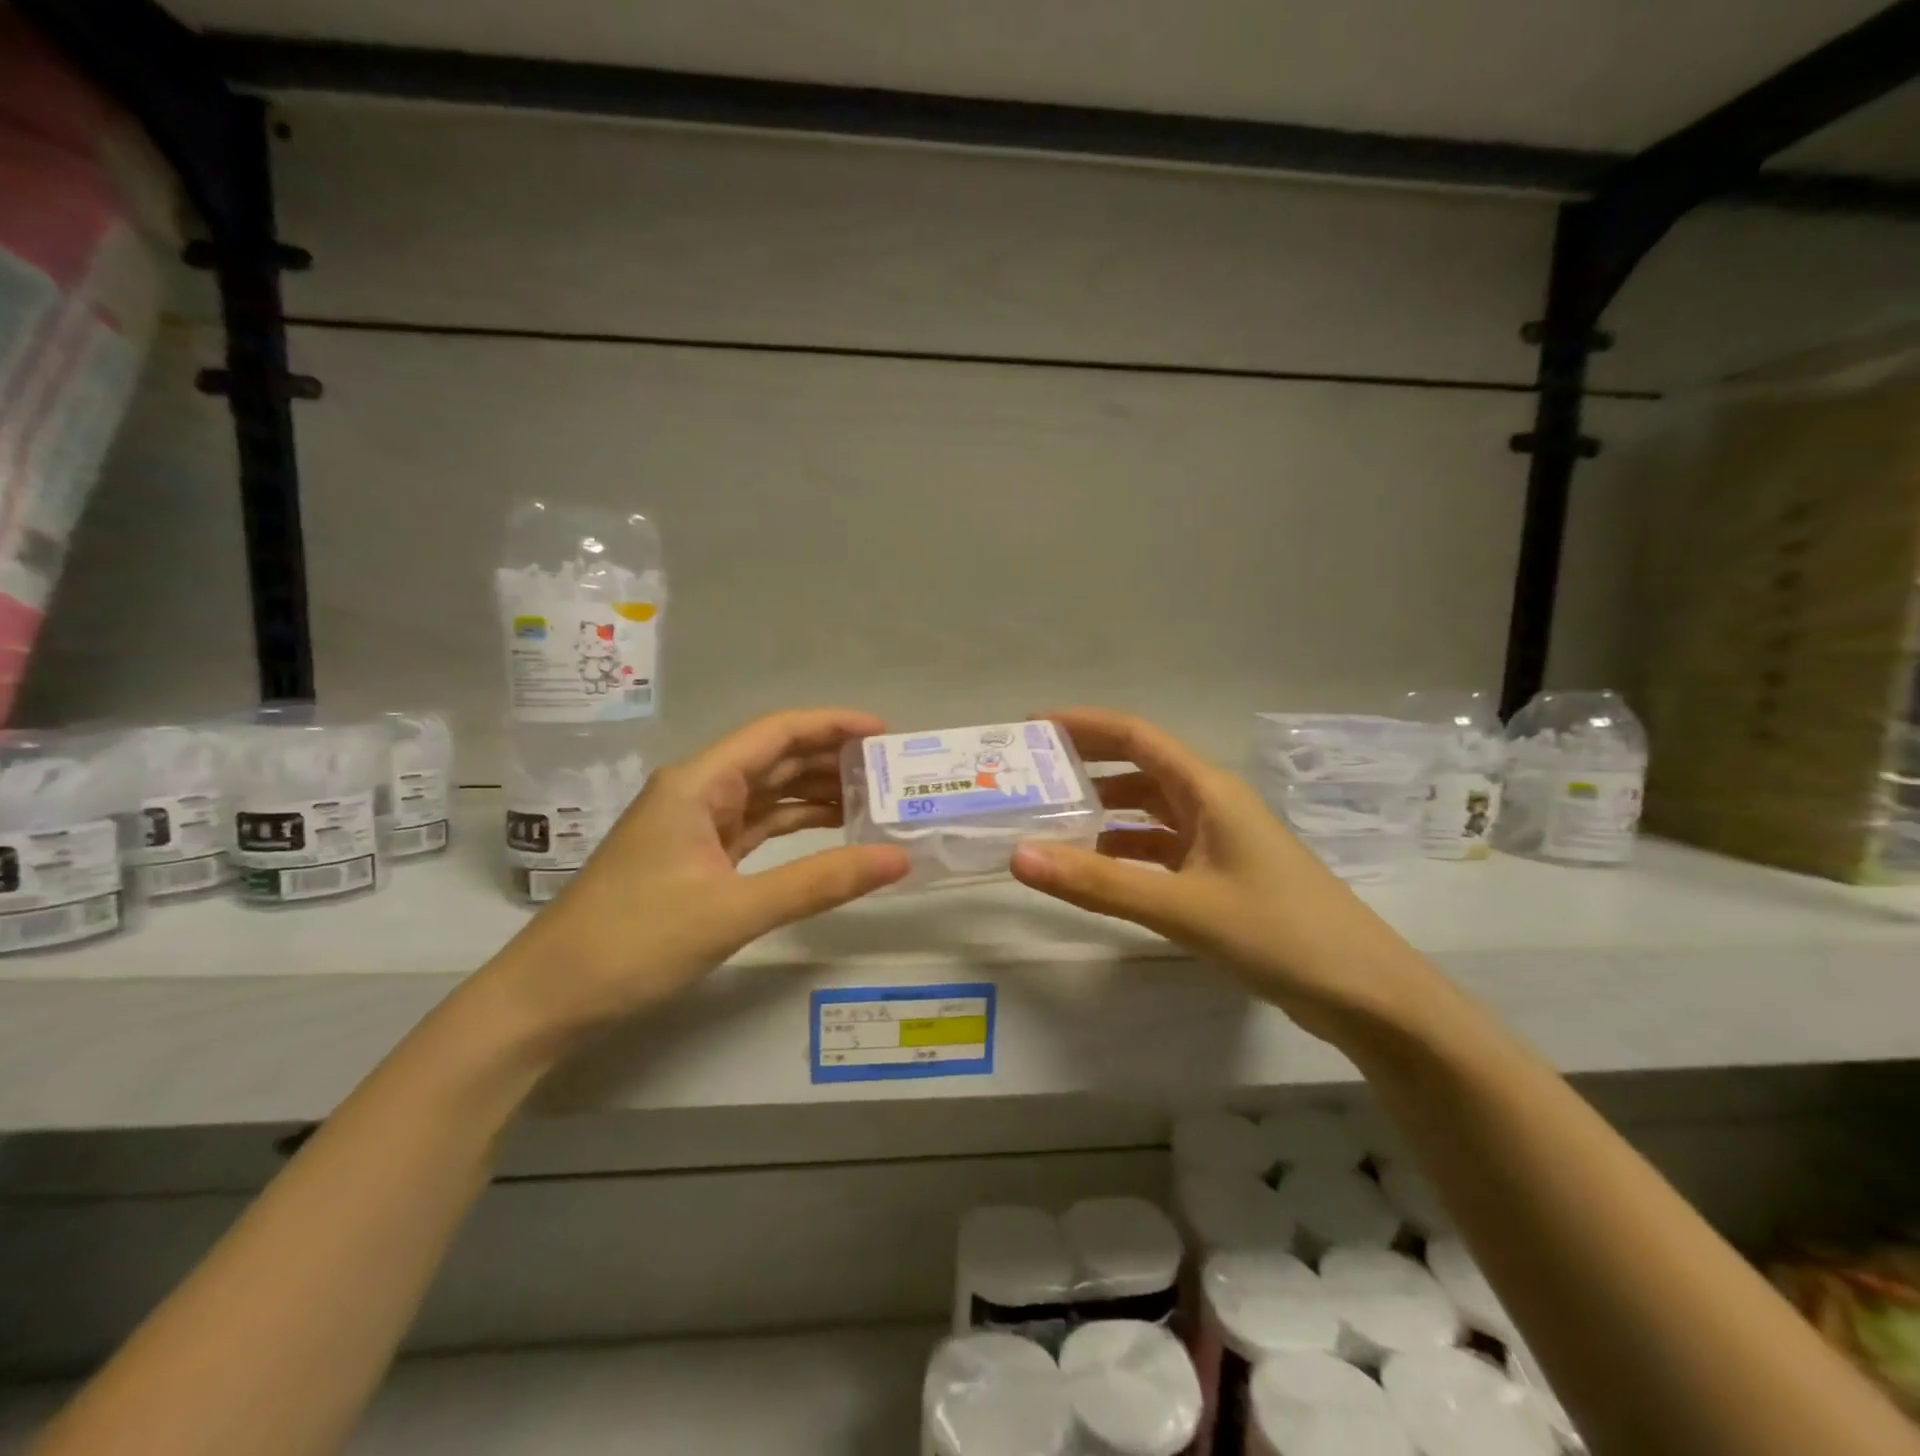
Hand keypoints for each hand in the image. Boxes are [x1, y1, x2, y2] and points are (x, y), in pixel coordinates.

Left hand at [482, 708, 910, 1045]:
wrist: (550, 997)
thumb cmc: (634, 942)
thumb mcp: (734, 910)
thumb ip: (819, 882)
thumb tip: (899, 859)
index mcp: (700, 783)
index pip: (777, 733)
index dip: (833, 725)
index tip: (885, 734)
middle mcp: (699, 792)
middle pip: (777, 759)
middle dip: (833, 760)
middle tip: (892, 774)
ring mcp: (696, 826)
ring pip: (769, 795)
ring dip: (818, 794)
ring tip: (876, 801)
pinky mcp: (698, 858)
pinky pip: (758, 828)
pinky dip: (797, 828)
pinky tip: (833, 833)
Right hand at [1009, 708, 1431, 1038]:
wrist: (1365, 994)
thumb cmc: (1278, 934)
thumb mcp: (1181, 907)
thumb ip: (1098, 883)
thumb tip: (1018, 855)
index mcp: (1207, 789)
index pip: (1135, 736)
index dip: (1082, 725)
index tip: (1030, 729)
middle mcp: (1211, 804)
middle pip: (1138, 769)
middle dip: (1084, 767)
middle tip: (1028, 778)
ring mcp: (1219, 841)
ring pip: (1148, 813)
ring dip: (1102, 813)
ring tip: (1048, 823)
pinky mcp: (1222, 876)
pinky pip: (1160, 851)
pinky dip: (1124, 853)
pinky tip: (1095, 870)